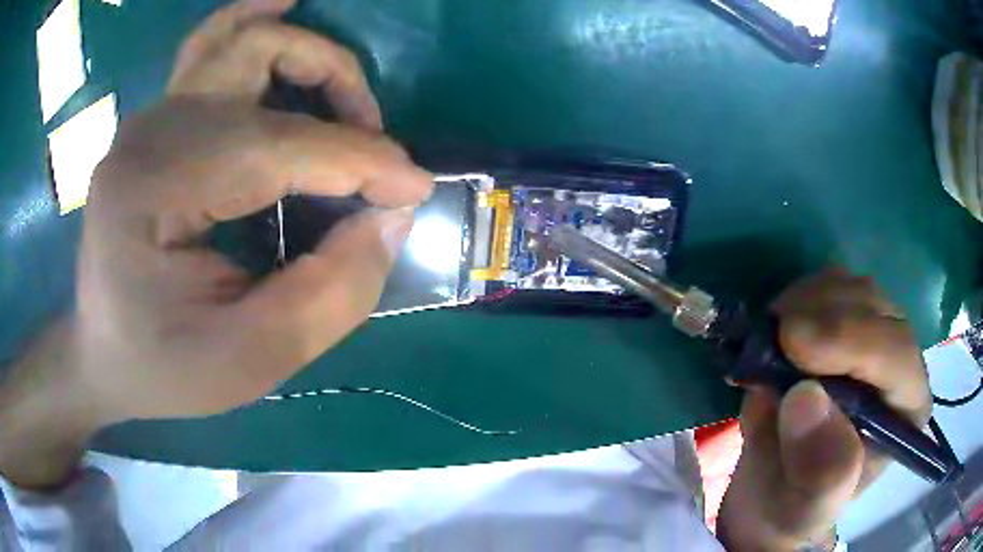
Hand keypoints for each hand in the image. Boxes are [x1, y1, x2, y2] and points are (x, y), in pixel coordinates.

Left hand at [0, 0, 431, 486]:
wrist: (102, 356)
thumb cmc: (163, 368)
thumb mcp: (248, 362)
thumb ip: (328, 295)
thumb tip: (390, 217)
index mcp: (153, 189)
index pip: (275, 145)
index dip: (358, 160)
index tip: (414, 189)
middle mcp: (149, 133)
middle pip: (259, 57)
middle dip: (338, 92)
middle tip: (373, 154)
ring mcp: (150, 120)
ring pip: (239, 38)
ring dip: (306, 53)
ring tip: (346, 95)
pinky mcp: (157, 124)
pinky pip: (212, 47)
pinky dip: (257, 24)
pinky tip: (286, 7)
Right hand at [717, 268, 930, 550]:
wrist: (775, 489)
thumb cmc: (795, 505)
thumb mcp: (804, 508)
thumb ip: (819, 470)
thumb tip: (805, 398)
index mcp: (906, 410)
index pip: (897, 354)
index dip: (851, 340)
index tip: (793, 345)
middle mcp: (901, 363)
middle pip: (876, 308)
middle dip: (823, 315)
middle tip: (771, 338)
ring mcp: (875, 335)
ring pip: (852, 287)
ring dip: (807, 302)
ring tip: (770, 340)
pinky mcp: (846, 321)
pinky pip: (828, 285)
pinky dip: (799, 297)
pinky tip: (778, 329)